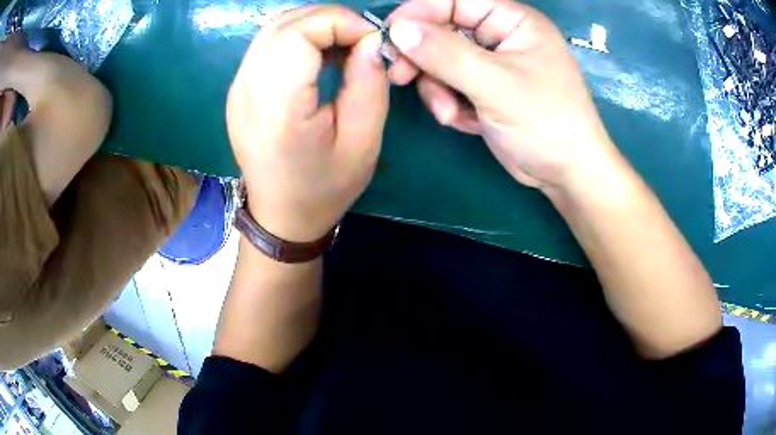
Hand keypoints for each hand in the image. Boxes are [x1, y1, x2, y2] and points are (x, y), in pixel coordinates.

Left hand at [227, 6, 388, 241]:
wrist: (280, 216)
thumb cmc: (324, 188)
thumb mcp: (363, 142)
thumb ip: (369, 83)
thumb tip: (371, 40)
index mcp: (276, 107)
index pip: (298, 32)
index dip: (340, 22)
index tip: (371, 40)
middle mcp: (246, 90)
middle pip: (284, 24)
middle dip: (330, 19)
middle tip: (360, 40)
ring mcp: (237, 88)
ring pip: (274, 28)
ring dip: (314, 26)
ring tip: (343, 46)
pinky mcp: (238, 89)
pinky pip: (267, 44)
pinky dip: (298, 37)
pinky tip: (319, 56)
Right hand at [386, 0, 615, 189]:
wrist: (567, 174)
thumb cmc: (546, 122)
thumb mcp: (496, 84)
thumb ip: (445, 53)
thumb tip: (398, 29)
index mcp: (513, 22)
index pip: (456, 0)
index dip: (420, 11)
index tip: (391, 33)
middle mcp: (501, 38)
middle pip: (444, 30)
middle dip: (424, 57)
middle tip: (401, 76)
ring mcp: (492, 66)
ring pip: (442, 62)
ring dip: (437, 88)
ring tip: (450, 113)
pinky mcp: (485, 92)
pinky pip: (451, 86)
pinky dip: (449, 104)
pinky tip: (463, 121)